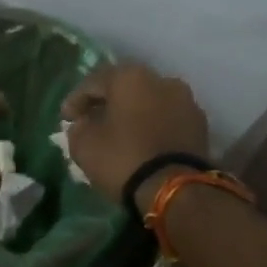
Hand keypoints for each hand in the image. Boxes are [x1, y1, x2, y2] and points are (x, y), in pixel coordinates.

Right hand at [60, 63, 210, 207]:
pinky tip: (143, 142)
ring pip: (149, 102)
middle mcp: (162, 79)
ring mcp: (186, 100)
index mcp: (130, 77)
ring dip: (133, 114)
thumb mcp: (84, 146)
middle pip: (125, 88)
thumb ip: (78, 128)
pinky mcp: (199, 124)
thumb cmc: (123, 159)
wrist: (176, 189)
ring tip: (120, 134)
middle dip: (107, 104)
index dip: (76, 100)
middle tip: (92, 122)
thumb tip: (84, 124)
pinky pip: (166, 119)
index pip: (94, 82)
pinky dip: (152, 126)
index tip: (66, 119)